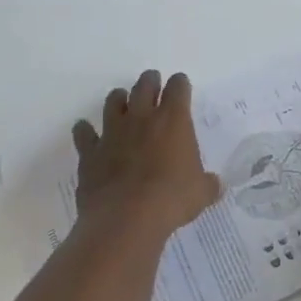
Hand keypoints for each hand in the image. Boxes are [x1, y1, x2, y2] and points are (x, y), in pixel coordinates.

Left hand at [72, 70, 222, 237]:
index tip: (182, 86)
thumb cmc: (171, 199)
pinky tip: (86, 131)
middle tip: (153, 82)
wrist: (126, 218)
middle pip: (144, 85)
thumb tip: (216, 185)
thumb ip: (208, 184)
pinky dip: (85, 130)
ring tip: (122, 101)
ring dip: (119, 98)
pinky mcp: (90, 152)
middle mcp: (142, 118)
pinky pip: (84, 133)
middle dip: (150, 81)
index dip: (180, 84)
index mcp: (173, 121)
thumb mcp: (201, 193)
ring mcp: (112, 133)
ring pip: (113, 102)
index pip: (178, 88)